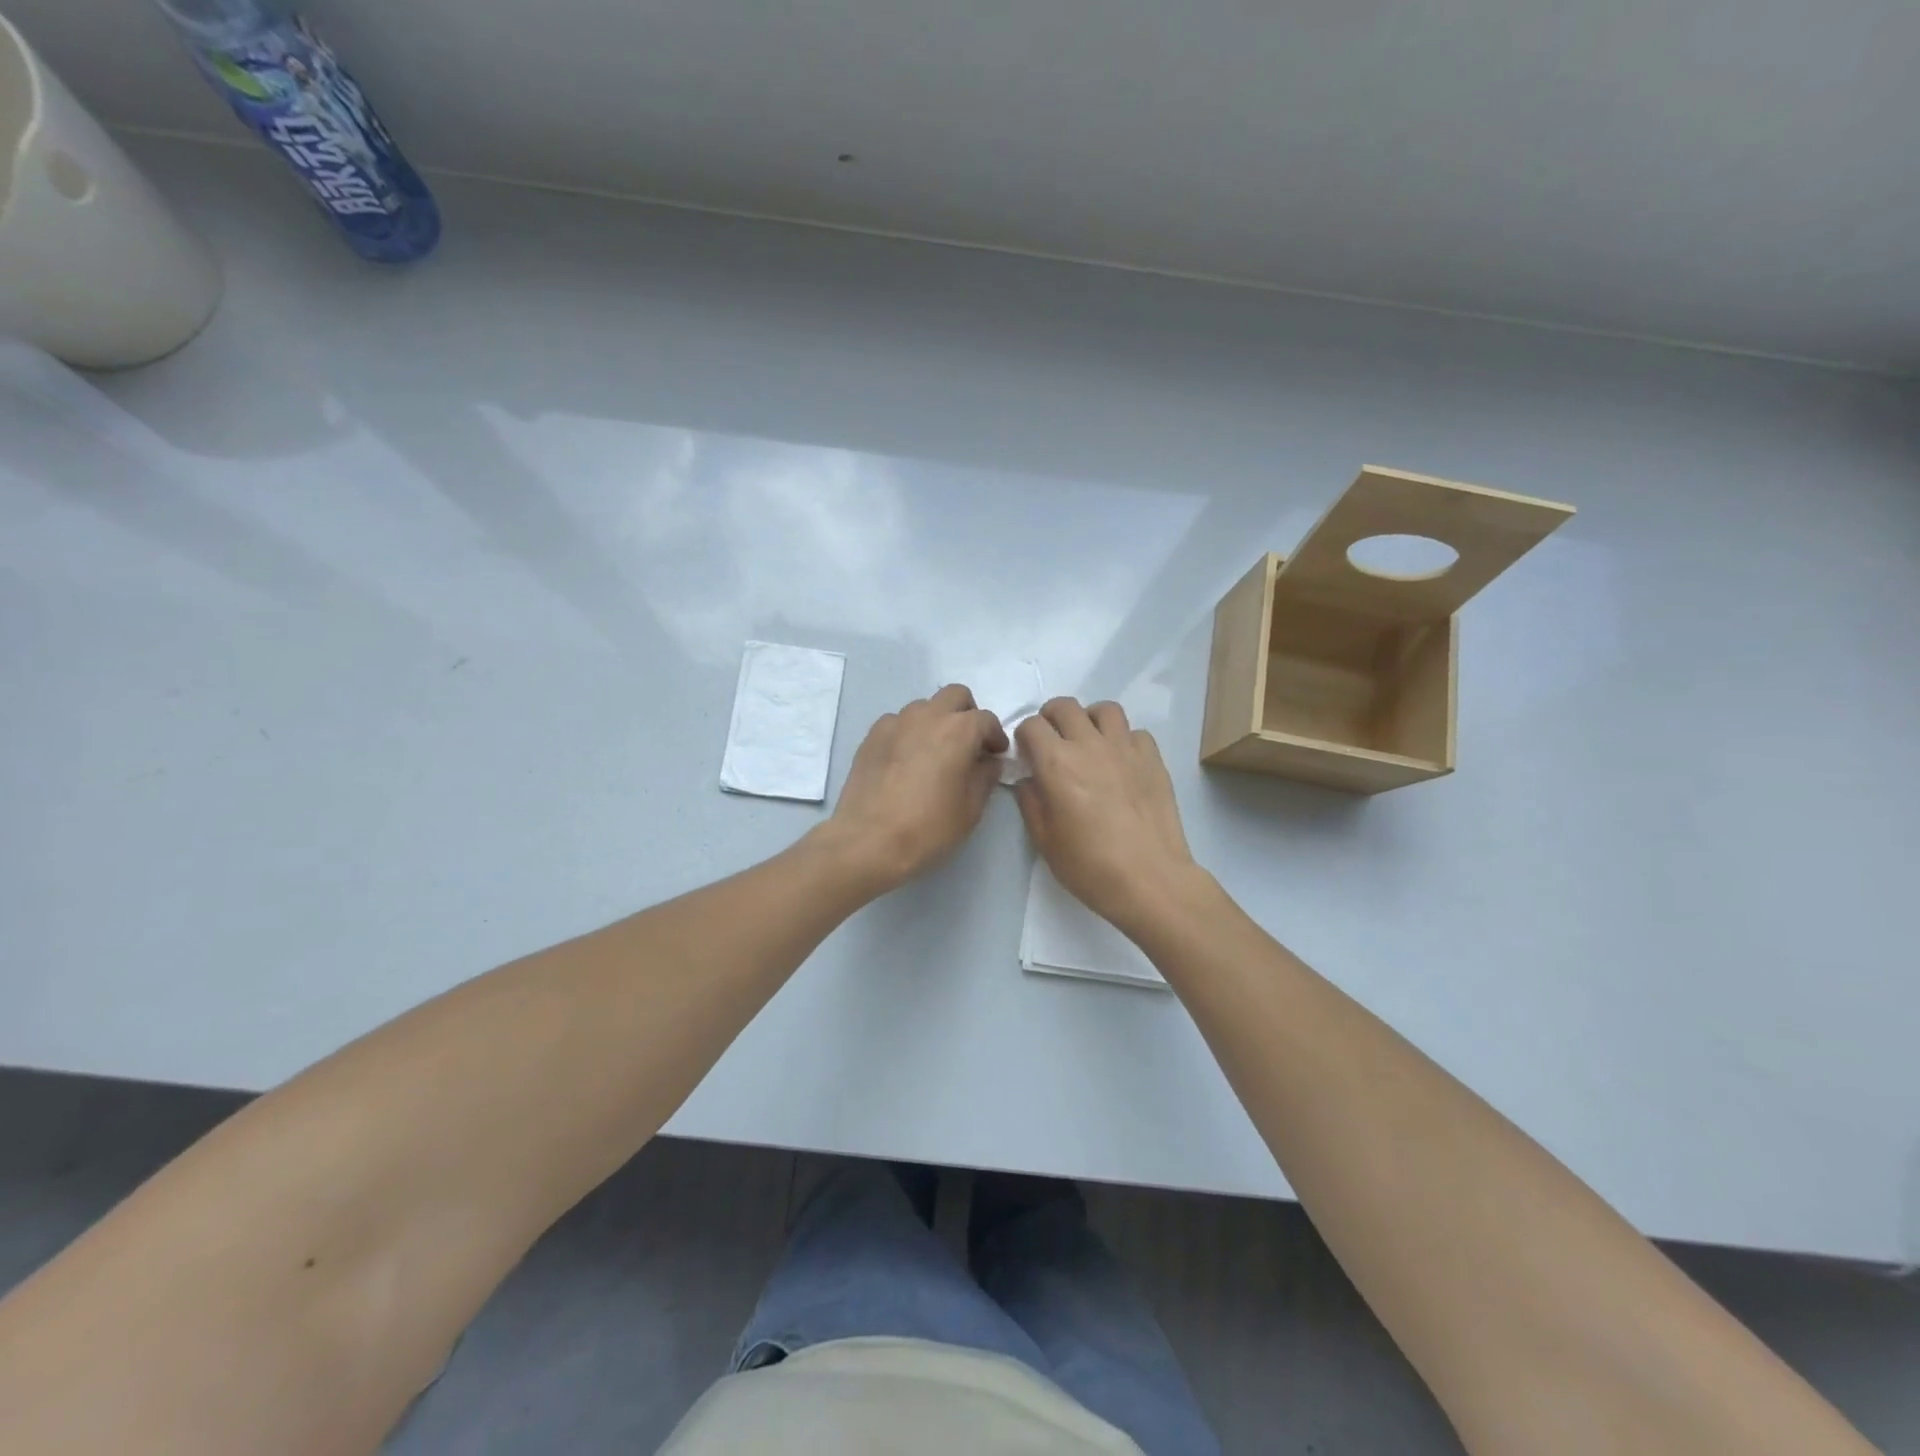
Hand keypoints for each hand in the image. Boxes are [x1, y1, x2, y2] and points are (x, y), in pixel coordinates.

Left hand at [819, 684, 1008, 893]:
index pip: (986, 720)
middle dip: (967, 714)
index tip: (996, 755)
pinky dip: (909, 733)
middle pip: (955, 696)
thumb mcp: (971, 809)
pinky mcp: (871, 736)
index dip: (995, 737)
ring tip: (934, 752)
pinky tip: (906, 760)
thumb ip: (985, 777)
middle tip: (968, 744)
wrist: (868, 841)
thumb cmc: (928, 827)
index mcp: (958, 730)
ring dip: (936, 721)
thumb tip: (989, 761)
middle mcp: (928, 716)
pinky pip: (898, 722)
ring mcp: (895, 722)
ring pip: (924, 707)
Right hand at [1014, 698, 1196, 934]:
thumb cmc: (1089, 866)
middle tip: (1052, 742)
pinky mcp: (1153, 759)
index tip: (1026, 755)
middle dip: (1051, 718)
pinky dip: (1124, 740)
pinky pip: (1135, 733)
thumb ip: (1031, 802)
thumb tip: (1029, 781)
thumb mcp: (1044, 840)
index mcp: (1056, 763)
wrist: (1149, 880)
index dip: (1024, 737)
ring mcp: (1125, 749)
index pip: (1032, 725)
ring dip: (1090, 719)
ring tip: (1088, 742)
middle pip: (1065, 707)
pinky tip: (1121, 763)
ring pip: (1105, 710)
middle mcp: (1090, 745)